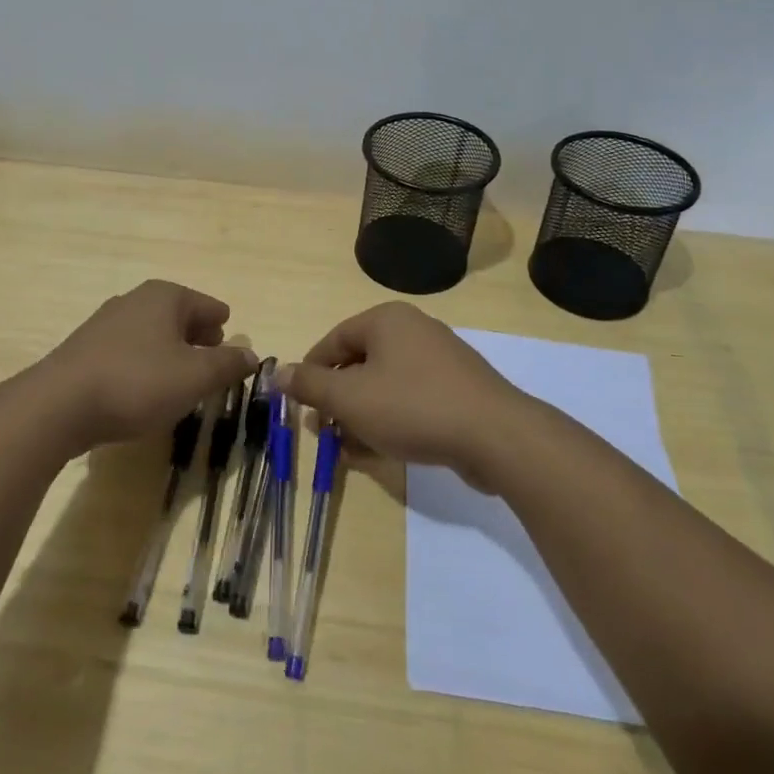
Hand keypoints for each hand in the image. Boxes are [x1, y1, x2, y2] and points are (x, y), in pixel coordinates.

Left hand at [38, 280, 257, 452]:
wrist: (59, 405)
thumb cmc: (138, 383)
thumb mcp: (195, 377)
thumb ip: (228, 365)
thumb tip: (251, 355)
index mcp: (165, 297)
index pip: (207, 305)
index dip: (222, 324)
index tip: (231, 338)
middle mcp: (135, 300)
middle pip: (178, 315)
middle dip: (197, 336)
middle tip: (212, 358)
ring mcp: (106, 323)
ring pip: (152, 333)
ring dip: (170, 352)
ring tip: (182, 378)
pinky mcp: (86, 349)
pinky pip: (129, 351)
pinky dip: (145, 364)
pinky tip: (146, 389)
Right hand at [278, 303, 529, 489]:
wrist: (495, 436)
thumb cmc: (412, 407)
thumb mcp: (350, 398)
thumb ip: (310, 385)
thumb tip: (278, 372)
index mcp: (386, 320)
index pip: (334, 339)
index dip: (311, 372)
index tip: (299, 404)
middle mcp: (414, 331)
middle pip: (359, 362)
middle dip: (336, 399)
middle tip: (322, 430)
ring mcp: (440, 360)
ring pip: (384, 385)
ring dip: (360, 415)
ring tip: (345, 448)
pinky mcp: (457, 390)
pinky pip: (410, 400)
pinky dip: (389, 420)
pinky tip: (375, 452)